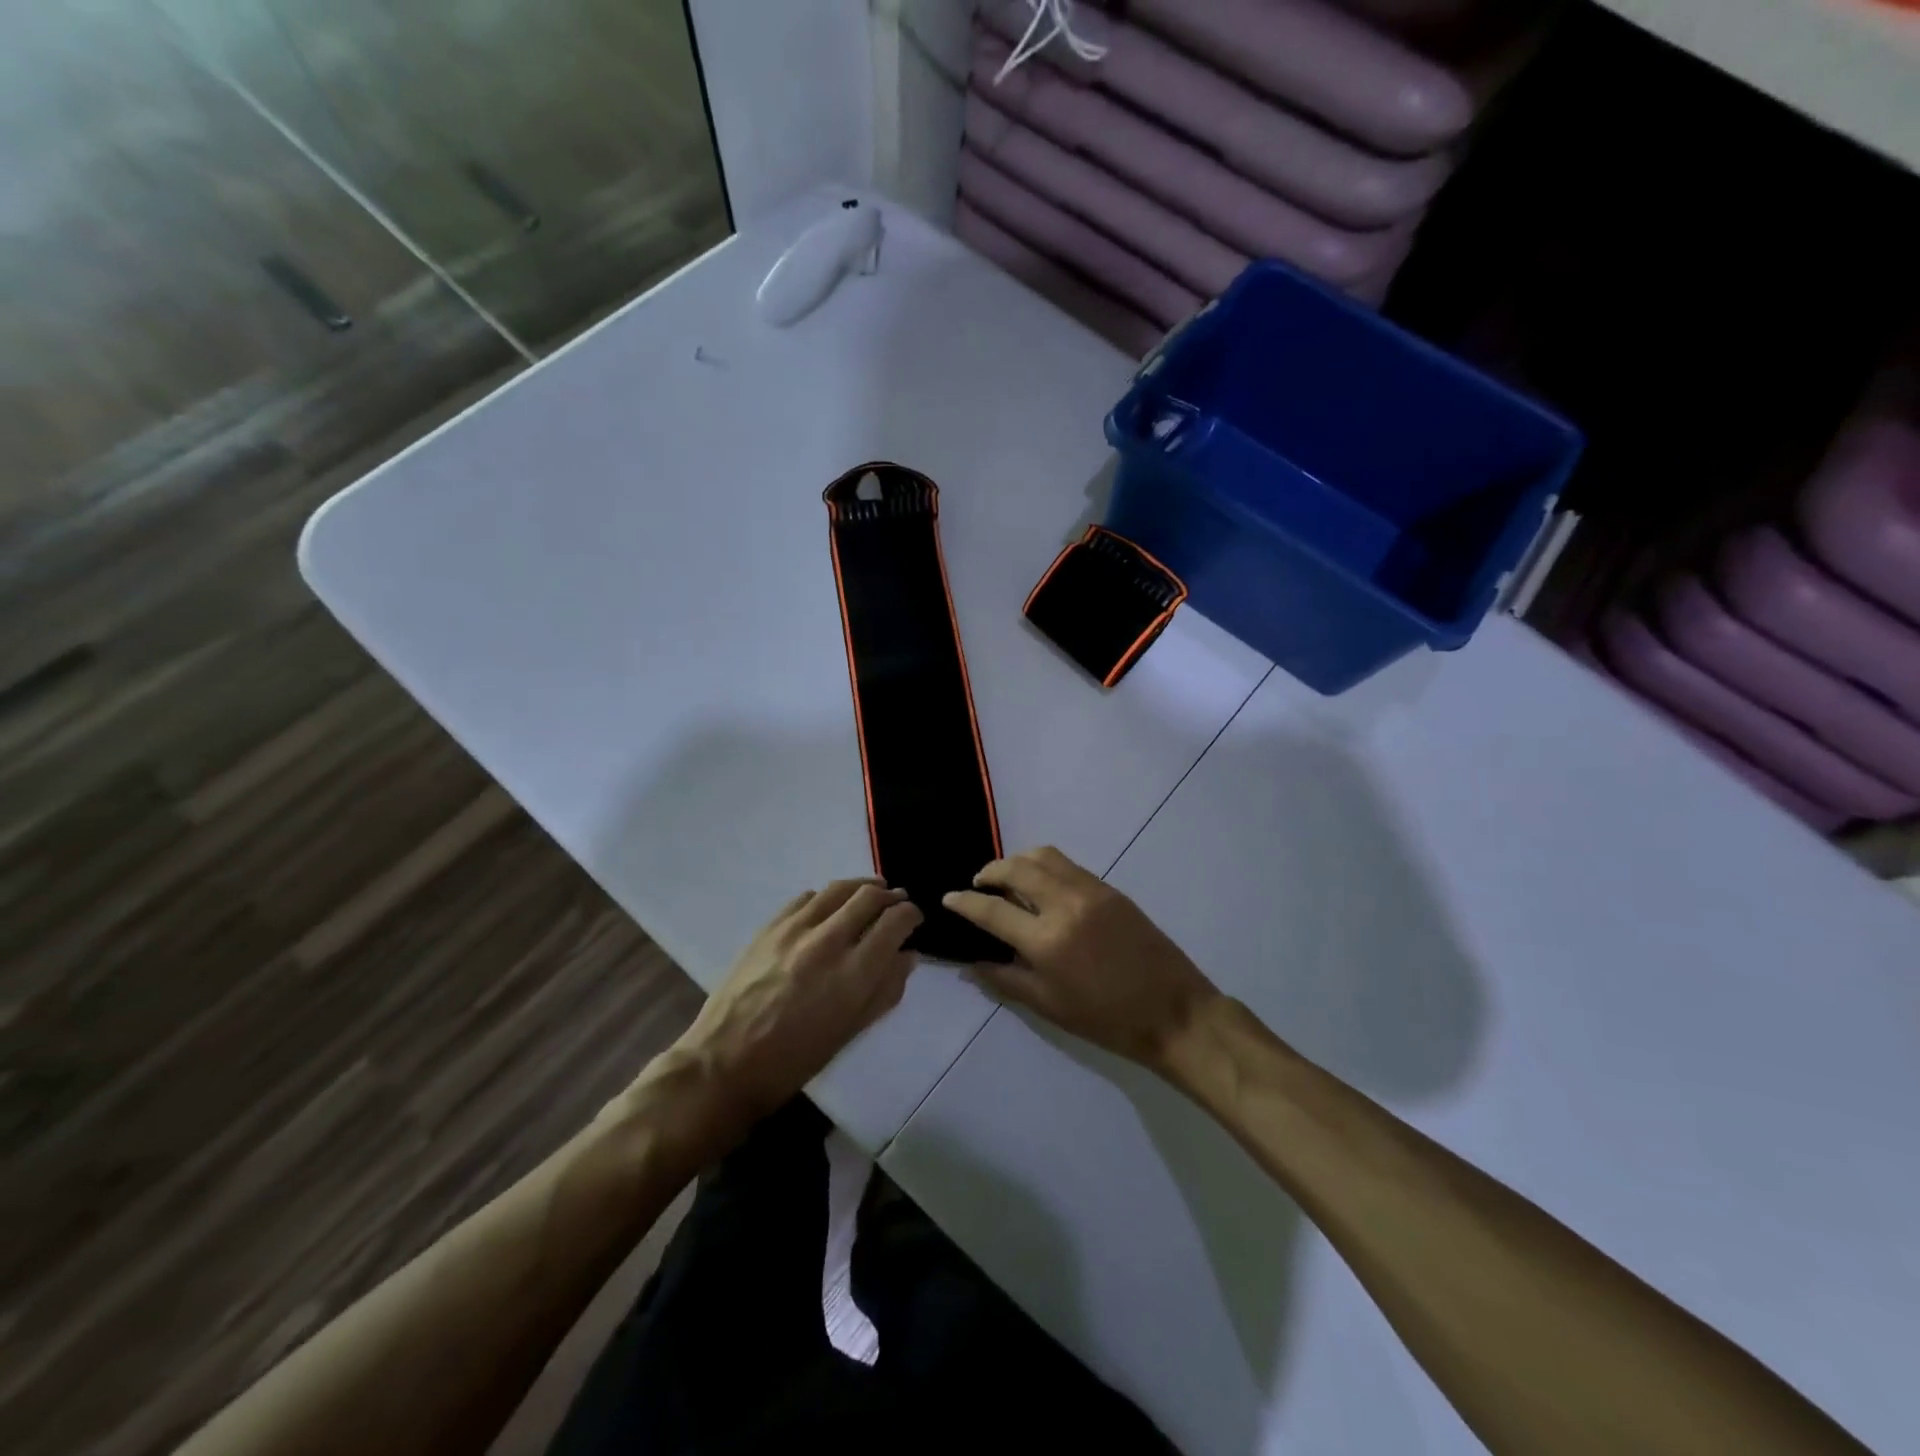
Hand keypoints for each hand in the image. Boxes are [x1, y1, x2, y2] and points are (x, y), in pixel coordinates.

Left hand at [670, 880, 921, 1130]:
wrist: (725, 1062)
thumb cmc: (795, 1060)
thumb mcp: (850, 1032)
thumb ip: (885, 990)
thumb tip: (907, 956)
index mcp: (854, 973)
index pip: (895, 922)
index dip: (911, 915)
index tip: (915, 918)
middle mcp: (828, 941)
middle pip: (870, 896)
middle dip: (891, 896)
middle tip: (897, 902)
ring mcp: (795, 928)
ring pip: (839, 888)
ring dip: (862, 886)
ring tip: (871, 892)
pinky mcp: (769, 926)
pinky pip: (807, 897)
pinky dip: (827, 896)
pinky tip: (830, 907)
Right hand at [943, 847, 1218, 1068]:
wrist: (1174, 1011)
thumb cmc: (1107, 1020)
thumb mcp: (1050, 1007)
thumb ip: (1006, 980)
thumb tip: (972, 963)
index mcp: (1047, 940)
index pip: (993, 911)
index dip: (965, 903)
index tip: (949, 898)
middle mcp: (1065, 904)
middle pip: (1015, 869)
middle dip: (989, 872)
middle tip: (978, 884)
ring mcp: (1090, 891)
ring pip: (1043, 856)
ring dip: (1017, 861)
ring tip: (1007, 878)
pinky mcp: (1110, 889)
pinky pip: (1068, 865)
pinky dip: (1045, 866)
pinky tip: (1041, 884)